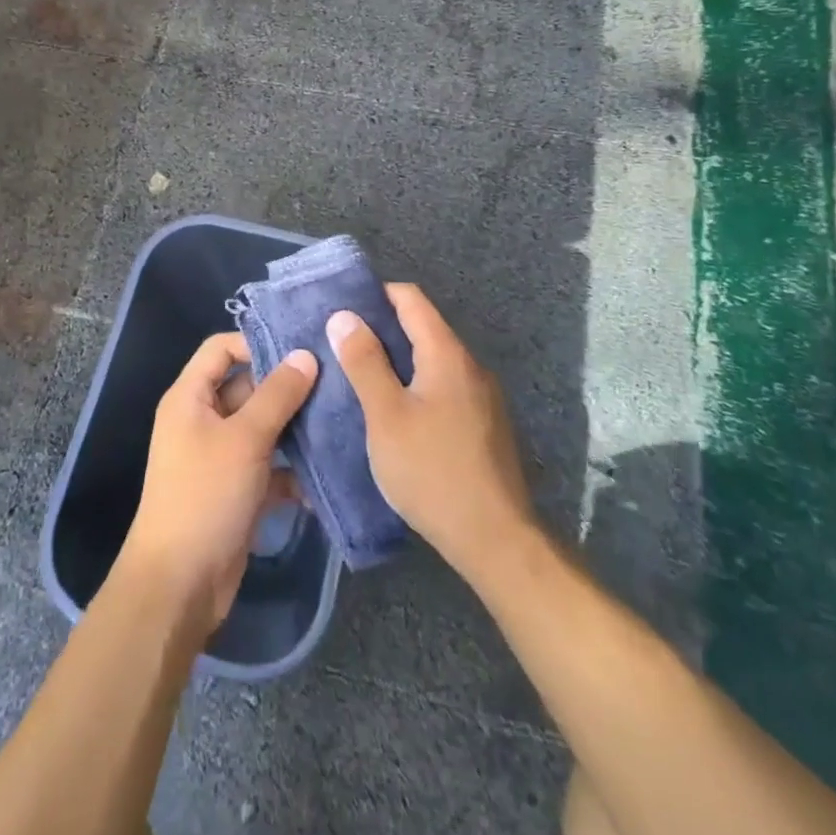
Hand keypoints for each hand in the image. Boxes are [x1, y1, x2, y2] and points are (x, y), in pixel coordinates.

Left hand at [115, 333, 317, 628]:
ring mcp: (220, 456)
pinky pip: (269, 466)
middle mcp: (203, 420)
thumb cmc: (205, 496)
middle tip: (335, 379)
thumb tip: (305, 355)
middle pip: (247, 386)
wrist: (180, 585)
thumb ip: (277, 395)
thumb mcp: (245, 439)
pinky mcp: (238, 489)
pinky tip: (328, 473)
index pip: (221, 348)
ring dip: (296, 427)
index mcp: (191, 397)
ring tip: (341, 418)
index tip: (301, 347)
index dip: (257, 342)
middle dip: (287, 386)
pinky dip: (293, 470)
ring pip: (263, 427)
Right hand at [328, 285, 536, 580]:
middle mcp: (470, 365)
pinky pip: (443, 387)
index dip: (375, 295)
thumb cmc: (432, 471)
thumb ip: (364, 362)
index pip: (410, 298)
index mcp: (447, 354)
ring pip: (432, 361)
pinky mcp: (483, 425)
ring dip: (397, 361)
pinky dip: (415, 386)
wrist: (496, 539)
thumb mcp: (386, 415)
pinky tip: (393, 413)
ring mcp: (482, 396)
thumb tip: (344, 316)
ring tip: (359, 378)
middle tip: (340, 346)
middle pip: (422, 327)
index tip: (341, 309)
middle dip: (381, 330)